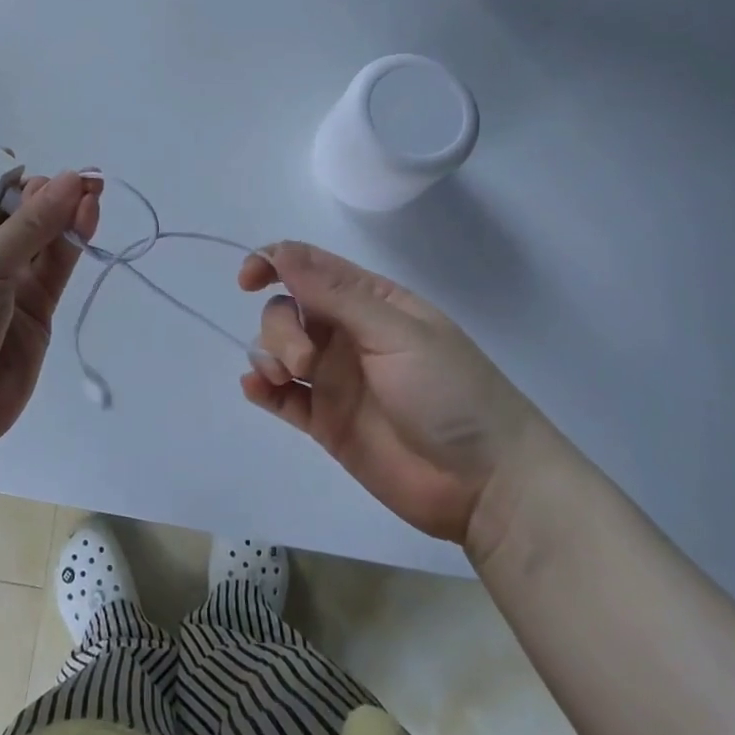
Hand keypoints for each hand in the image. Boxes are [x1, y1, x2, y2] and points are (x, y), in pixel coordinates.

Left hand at [0, 172, 100, 448]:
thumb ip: (32, 224)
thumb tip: (72, 178)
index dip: (0, 171)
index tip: (26, 168)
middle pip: (17, 207)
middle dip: (44, 191)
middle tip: (75, 183)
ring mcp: (10, 277)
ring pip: (43, 234)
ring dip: (65, 211)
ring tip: (92, 190)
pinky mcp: (36, 304)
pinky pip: (57, 263)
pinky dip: (73, 240)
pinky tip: (88, 215)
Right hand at [237, 242, 540, 545]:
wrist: (486, 484)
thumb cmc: (450, 392)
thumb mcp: (395, 332)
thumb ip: (334, 292)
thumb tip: (280, 250)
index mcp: (370, 301)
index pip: (309, 266)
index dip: (272, 263)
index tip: (248, 280)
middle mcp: (346, 334)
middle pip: (286, 309)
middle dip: (281, 328)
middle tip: (306, 363)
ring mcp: (334, 379)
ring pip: (278, 349)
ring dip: (270, 356)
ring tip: (293, 382)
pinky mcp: (325, 422)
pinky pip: (280, 397)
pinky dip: (262, 387)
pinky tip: (258, 389)